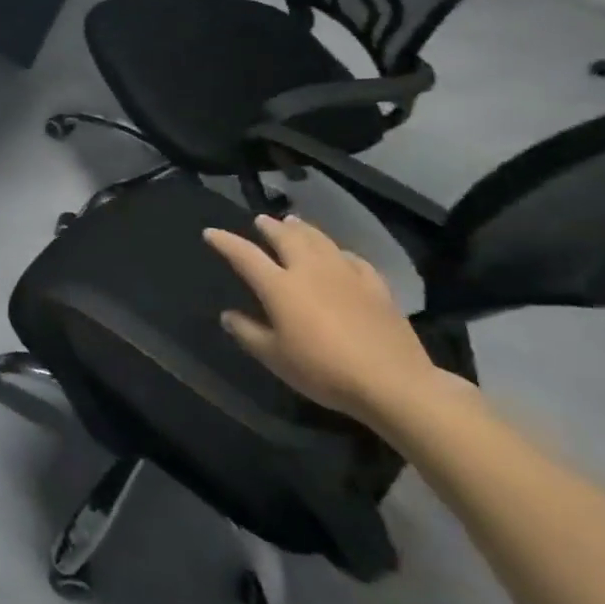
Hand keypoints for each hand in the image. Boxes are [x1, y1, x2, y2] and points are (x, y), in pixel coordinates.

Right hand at [203, 214, 441, 429]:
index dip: (225, 241)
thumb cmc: (324, 370)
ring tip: (294, 222)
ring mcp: (346, 275)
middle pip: (286, 238)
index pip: (244, 254)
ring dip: (303, 229)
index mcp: (279, 286)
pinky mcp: (376, 287)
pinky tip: (339, 254)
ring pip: (320, 241)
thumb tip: (228, 315)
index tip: (210, 233)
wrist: (394, 383)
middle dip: (270, 227)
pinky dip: (339, 252)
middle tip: (261, 220)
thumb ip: (248, 333)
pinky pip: (353, 259)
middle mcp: (310, 270)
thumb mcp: (275, 358)